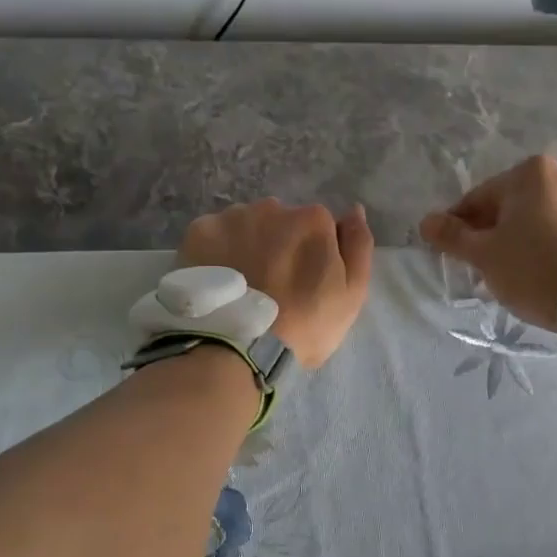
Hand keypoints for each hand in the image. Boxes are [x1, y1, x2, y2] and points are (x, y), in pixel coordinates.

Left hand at [180, 199, 373, 368]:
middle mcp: (272, 207)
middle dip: (279, 246)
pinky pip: (214, 235)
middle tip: (272, 287)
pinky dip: (216, 252)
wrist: (237, 349)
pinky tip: (219, 280)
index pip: (319, 227)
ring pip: (246, 225)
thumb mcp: (351, 295)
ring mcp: (232, 217)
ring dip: (247, 245)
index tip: (304, 283)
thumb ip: (358, 247)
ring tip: (242, 285)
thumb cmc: (304, 327)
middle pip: (281, 222)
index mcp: (313, 219)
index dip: (313, 255)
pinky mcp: (198, 232)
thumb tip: (354, 211)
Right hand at [419, 156, 556, 330]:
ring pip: (532, 220)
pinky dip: (539, 247)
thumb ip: (452, 236)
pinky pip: (555, 231)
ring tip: (507, 274)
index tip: (450, 253)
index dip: (458, 227)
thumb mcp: (484, 254)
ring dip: (513, 241)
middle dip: (489, 234)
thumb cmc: (532, 268)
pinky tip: (534, 272)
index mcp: (529, 173)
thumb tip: (426, 222)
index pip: (478, 199)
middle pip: (507, 207)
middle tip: (478, 268)